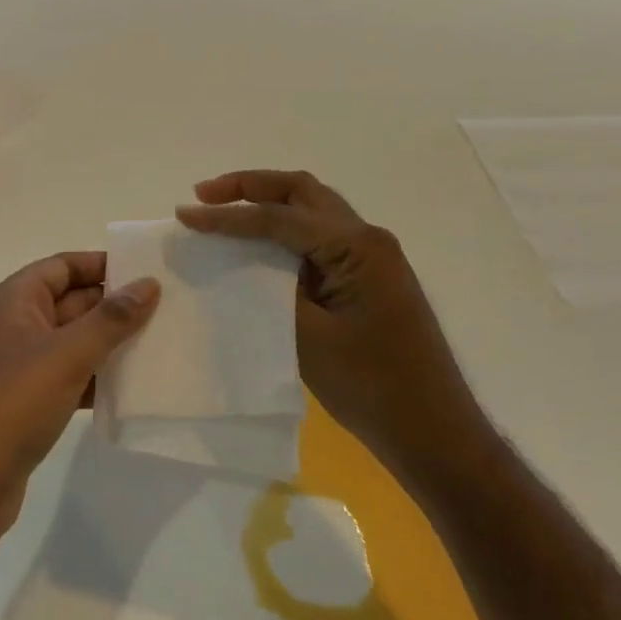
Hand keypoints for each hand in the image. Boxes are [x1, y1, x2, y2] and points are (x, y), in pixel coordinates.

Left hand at [0, 252, 159, 537]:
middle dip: (113, 306)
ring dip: (110, 344)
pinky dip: (97, 379)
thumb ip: (110, 319)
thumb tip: (148, 283)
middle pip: (71, 302)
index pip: (62, 266)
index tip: (146, 271)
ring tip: (160, 345)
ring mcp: (20, 367)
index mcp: (15, 300)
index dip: (101, 264)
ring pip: (73, 343)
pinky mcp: (27, 404)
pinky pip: (70, 378)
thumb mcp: (66, 355)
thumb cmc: (11, 404)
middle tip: (166, 310)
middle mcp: (15, 325)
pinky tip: (132, 389)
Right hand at [176, 170, 488, 493]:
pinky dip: (285, 230)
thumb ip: (271, 289)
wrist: (436, 433)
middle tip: (204, 194)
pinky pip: (320, 237)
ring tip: (223, 210)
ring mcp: (373, 257)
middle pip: (300, 192)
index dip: (227, 215)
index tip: (185, 213)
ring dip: (268, 203)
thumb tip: (239, 261)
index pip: (279, 217)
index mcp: (357, 247)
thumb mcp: (309, 337)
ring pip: (313, 209)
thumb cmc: (373, 387)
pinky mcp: (369, 277)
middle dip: (250, 186)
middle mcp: (368, 239)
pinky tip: (259, 245)